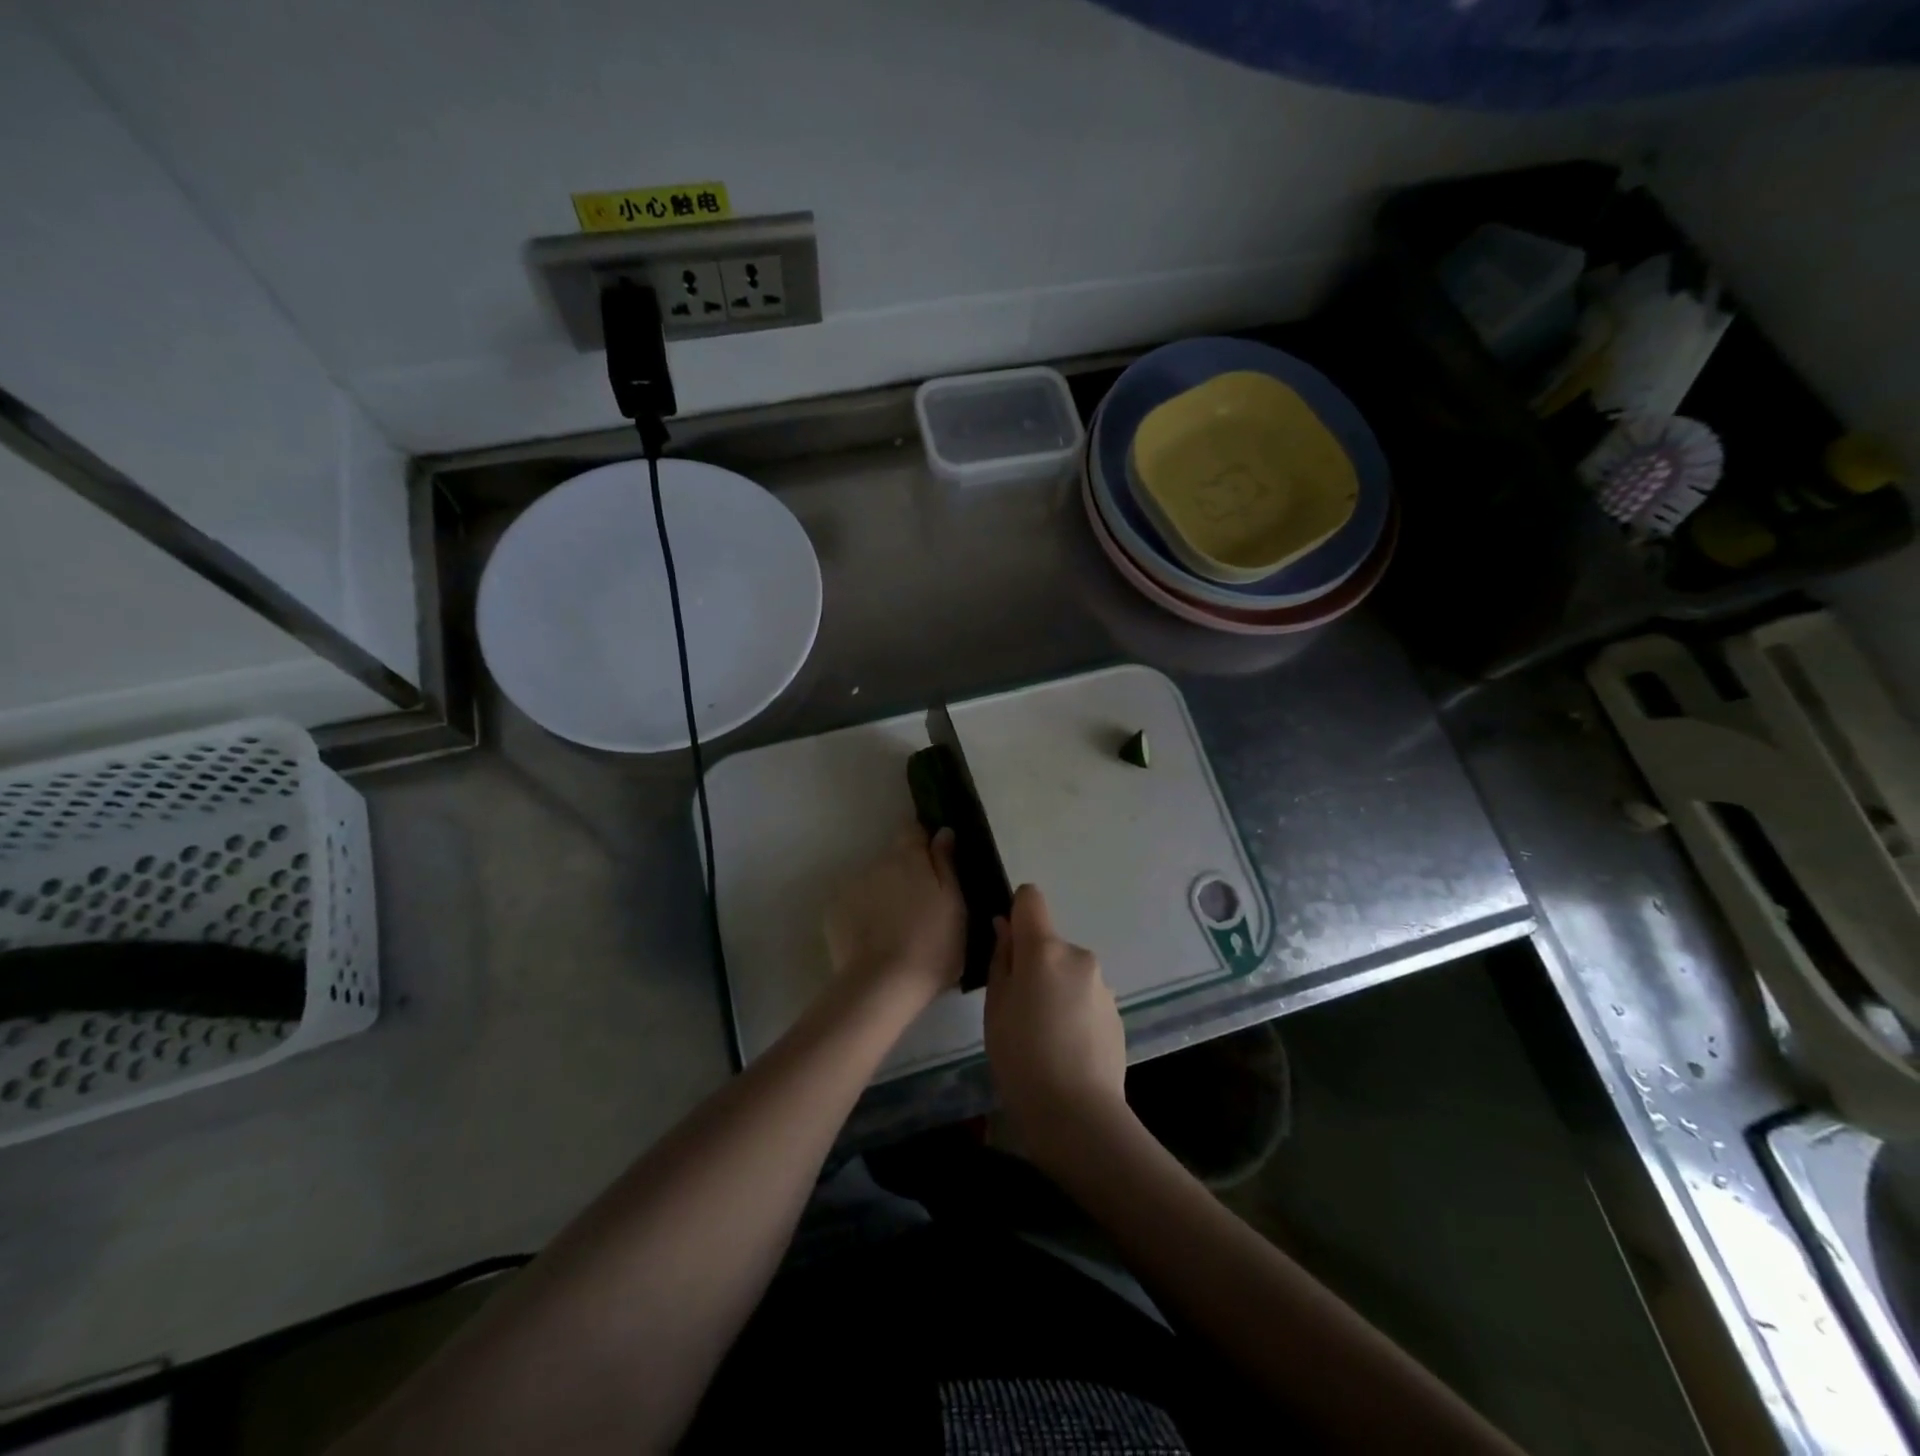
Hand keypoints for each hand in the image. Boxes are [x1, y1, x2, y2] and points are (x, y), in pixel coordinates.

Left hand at [823, 826, 964, 1010]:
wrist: (884, 987)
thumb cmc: (933, 946)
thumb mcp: (954, 905)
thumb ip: (946, 864)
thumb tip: (943, 832)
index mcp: (909, 857)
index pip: (912, 830)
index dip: (922, 842)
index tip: (932, 862)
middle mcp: (877, 863)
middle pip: (893, 859)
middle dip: (904, 874)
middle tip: (920, 907)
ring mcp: (852, 887)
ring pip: (873, 883)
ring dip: (884, 895)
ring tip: (895, 929)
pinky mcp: (834, 912)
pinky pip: (854, 905)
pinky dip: (864, 915)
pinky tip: (874, 940)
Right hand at [984, 885, 1127, 1166]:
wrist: (1079, 1115)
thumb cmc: (1022, 1058)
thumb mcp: (996, 1008)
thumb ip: (1002, 960)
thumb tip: (1006, 927)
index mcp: (1045, 949)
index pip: (1031, 899)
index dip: (1016, 912)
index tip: (1007, 943)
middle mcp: (1078, 955)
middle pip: (1049, 943)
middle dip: (1034, 964)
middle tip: (1019, 1009)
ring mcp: (1102, 984)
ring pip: (1068, 971)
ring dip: (1055, 989)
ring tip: (1043, 1035)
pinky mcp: (1116, 1011)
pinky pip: (1085, 996)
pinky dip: (1073, 1010)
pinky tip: (1066, 1048)